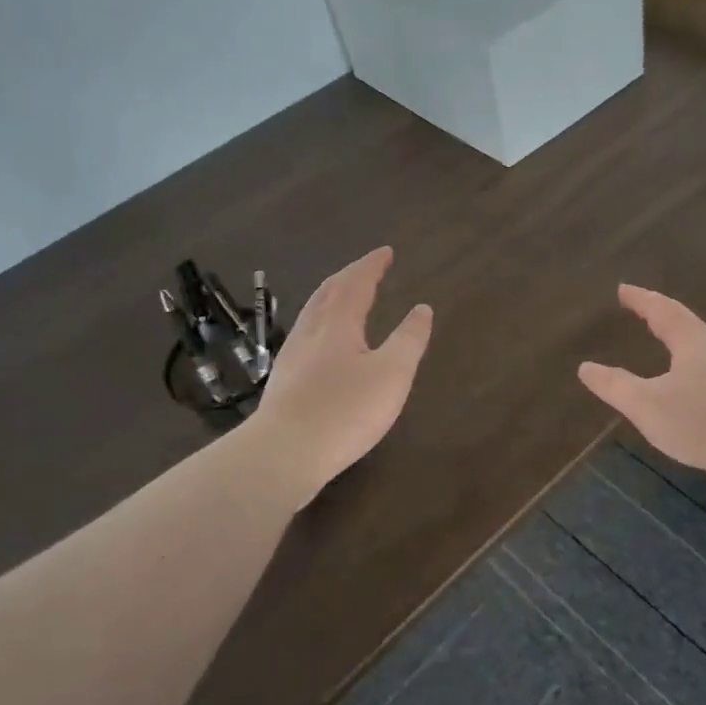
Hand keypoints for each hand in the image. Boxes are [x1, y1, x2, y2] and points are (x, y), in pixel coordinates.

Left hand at [253, 247, 432, 508]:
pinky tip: (323, 344)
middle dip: (349, 276)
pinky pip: (305, 336)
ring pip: (312, 314)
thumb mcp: (392, 374)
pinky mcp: (283, 382)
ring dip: (331, 298)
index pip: (356, 283)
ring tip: (345, 298)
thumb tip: (422, 308)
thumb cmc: (345, 410)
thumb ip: (409, 339)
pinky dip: (321, 324)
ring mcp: (292, 357)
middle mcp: (310, 332)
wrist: (284, 453)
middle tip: (366, 269)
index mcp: (337, 323)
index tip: (386, 252)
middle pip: (328, 293)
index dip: (372, 265)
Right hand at [578, 284, 705, 497]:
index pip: (662, 310)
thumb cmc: (705, 421)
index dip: (640, 299)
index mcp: (693, 341)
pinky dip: (695, 370)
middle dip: (663, 318)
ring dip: (682, 344)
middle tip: (644, 314)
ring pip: (703, 349)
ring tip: (666, 348)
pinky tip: (693, 389)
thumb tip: (585, 368)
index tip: (623, 289)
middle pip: (687, 325)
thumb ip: (616, 387)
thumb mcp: (648, 406)